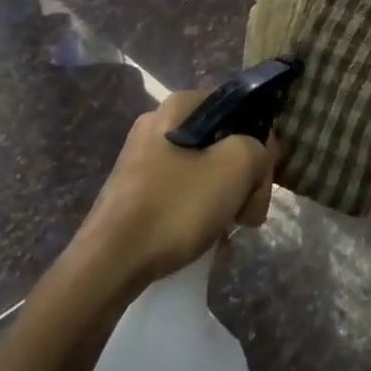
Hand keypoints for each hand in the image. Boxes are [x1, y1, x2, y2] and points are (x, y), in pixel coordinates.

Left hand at [77, 89, 275, 289]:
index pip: (238, 109)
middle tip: (248, 214)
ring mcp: (141, 158)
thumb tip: (256, 157)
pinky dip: (197, 211)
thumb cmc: (175, 206)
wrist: (108, 264)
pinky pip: (180, 191)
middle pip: (221, 141)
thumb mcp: (235, 167)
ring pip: (202, 169)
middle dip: (242, 177)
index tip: (262, 179)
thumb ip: (258, 148)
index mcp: (179, 106)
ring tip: (227, 232)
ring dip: (223, 197)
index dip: (259, 141)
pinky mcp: (133, 190)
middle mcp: (158, 123)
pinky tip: (205, 239)